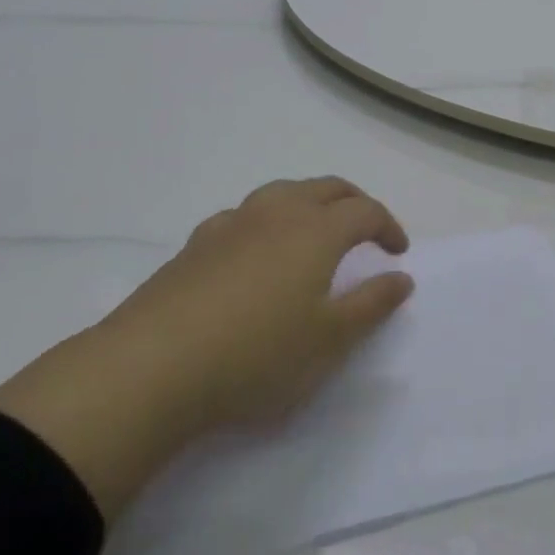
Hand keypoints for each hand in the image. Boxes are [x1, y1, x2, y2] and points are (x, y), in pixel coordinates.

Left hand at [0, 177, 411, 517]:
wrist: (153, 367)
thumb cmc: (257, 355)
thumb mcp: (330, 340)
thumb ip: (372, 304)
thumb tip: (402, 277)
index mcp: (316, 230)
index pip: (364, 211)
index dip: (388, 226)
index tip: (398, 253)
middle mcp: (277, 213)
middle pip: (326, 188)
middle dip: (353, 202)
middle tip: (366, 231)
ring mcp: (232, 224)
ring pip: (281, 193)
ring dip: (309, 203)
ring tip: (314, 234)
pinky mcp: (196, 244)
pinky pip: (244, 216)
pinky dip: (266, 222)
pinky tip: (255, 253)